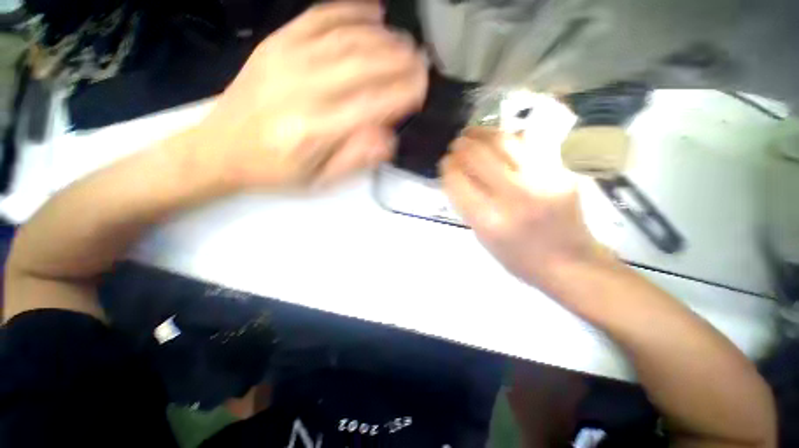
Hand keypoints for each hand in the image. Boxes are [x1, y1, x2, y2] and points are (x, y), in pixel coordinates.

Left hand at [194, 2, 427, 189]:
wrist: (220, 150)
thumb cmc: (276, 172)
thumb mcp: (320, 180)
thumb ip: (356, 159)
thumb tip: (388, 136)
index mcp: (317, 131)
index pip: (373, 105)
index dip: (403, 94)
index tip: (422, 89)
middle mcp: (304, 89)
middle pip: (364, 65)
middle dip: (401, 62)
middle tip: (422, 63)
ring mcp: (287, 59)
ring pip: (347, 38)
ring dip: (384, 38)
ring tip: (406, 43)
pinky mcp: (275, 44)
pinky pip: (319, 17)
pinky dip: (351, 10)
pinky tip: (374, 11)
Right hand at [440, 127, 608, 288]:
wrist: (570, 262)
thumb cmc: (518, 257)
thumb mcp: (483, 237)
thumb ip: (467, 205)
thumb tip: (457, 176)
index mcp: (489, 220)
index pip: (458, 181)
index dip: (447, 167)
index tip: (444, 163)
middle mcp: (513, 197)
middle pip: (477, 156)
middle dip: (460, 147)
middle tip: (455, 145)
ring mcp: (540, 181)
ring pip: (503, 142)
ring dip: (481, 134)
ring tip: (471, 133)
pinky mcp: (560, 172)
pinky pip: (528, 144)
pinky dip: (507, 137)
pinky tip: (498, 138)